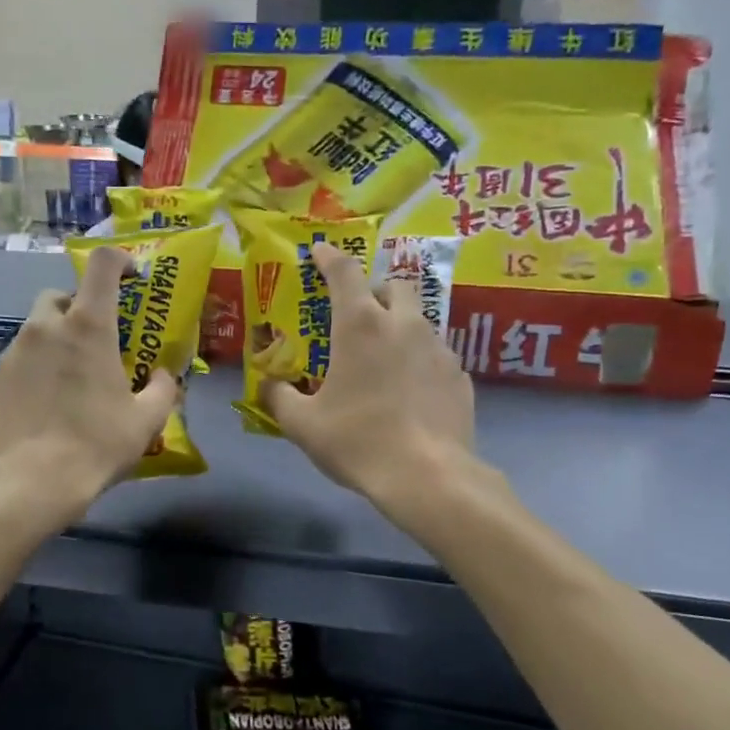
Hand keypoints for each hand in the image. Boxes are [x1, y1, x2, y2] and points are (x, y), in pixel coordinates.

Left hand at [0, 247, 178, 522]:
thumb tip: (164, 376)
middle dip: (78, 307)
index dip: (119, 261)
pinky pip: (21, 359)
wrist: (34, 481)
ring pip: (37, 328)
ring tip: (72, 376)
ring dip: (56, 339)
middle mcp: (46, 327)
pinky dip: (37, 367)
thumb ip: (162, 389)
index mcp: (88, 326)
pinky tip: (48, 401)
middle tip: (97, 339)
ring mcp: (15, 351)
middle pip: (60, 295)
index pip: (101, 265)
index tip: (132, 277)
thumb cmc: (97, 443)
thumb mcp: (147, 420)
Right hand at [261, 242, 474, 510]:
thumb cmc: (357, 441)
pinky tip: (410, 392)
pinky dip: (419, 361)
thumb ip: (279, 397)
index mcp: (361, 326)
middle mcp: (404, 325)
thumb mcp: (302, 424)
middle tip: (358, 315)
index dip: (329, 257)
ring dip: (399, 327)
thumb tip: (268, 386)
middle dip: (375, 290)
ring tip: (384, 360)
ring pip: (419, 320)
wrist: (428, 477)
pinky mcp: (460, 376)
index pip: (345, 272)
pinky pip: (436, 354)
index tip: (319, 252)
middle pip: (394, 285)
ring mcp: (439, 349)